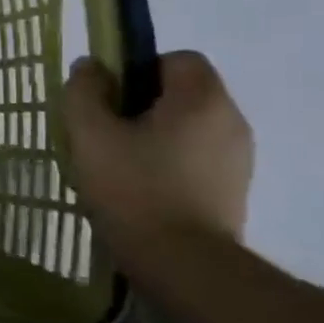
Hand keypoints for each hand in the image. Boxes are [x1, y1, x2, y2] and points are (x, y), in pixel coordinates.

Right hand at [61, 51, 253, 249]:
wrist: (182, 264)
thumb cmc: (134, 188)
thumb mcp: (90, 134)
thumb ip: (84, 91)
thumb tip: (91, 66)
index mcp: (202, 99)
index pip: (177, 58)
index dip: (138, 69)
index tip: (109, 99)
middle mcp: (231, 120)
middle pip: (183, 92)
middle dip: (143, 104)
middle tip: (105, 132)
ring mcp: (239, 158)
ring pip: (189, 126)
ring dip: (155, 135)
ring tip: (119, 164)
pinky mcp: (235, 189)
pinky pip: (197, 157)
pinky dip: (170, 162)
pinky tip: (141, 188)